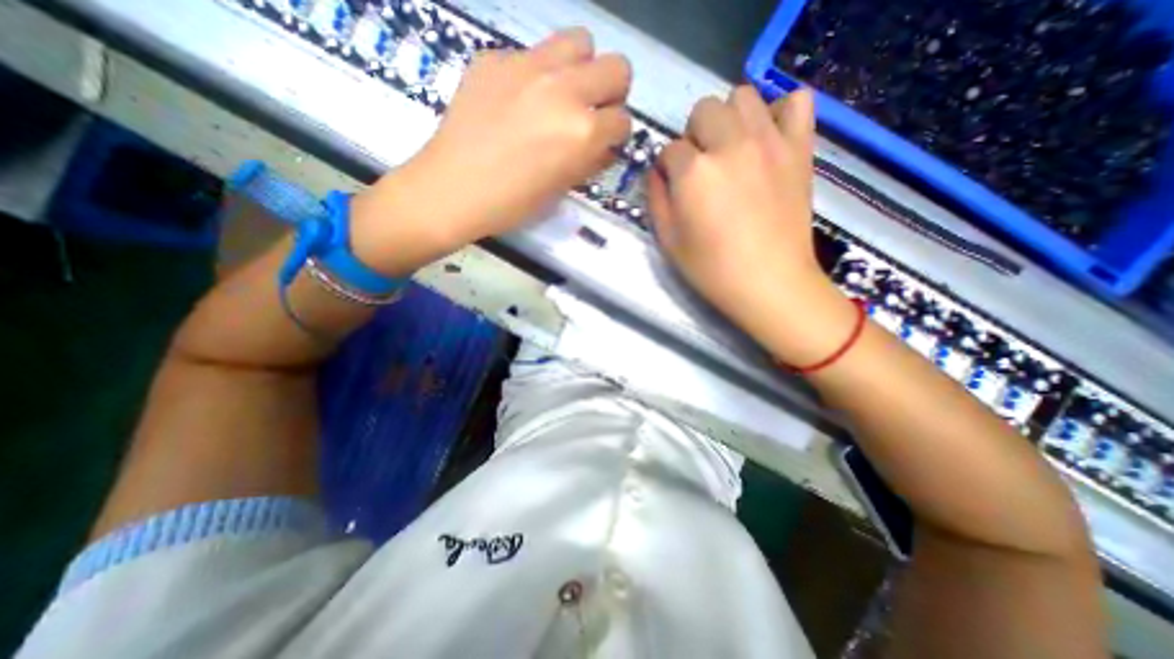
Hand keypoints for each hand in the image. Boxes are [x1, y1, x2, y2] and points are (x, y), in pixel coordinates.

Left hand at [350, 28, 632, 270]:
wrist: (452, 189)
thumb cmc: (512, 203)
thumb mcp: (561, 188)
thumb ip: (590, 160)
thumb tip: (604, 144)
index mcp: (583, 130)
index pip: (623, 120)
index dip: (616, 135)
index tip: (604, 142)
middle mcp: (564, 89)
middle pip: (617, 67)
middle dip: (611, 93)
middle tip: (591, 112)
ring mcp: (527, 65)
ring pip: (580, 41)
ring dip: (580, 68)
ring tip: (560, 94)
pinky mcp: (495, 57)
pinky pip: (531, 54)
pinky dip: (534, 75)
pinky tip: (515, 100)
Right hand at [646, 85, 858, 365]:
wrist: (769, 282)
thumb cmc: (712, 268)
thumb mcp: (668, 240)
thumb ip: (656, 198)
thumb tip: (659, 171)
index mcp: (693, 172)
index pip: (669, 149)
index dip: (668, 168)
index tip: (675, 186)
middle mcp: (729, 144)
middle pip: (703, 109)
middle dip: (695, 135)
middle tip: (702, 166)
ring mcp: (769, 141)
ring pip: (743, 95)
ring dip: (729, 118)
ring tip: (732, 148)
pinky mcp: (799, 147)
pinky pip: (795, 102)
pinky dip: (779, 112)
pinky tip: (769, 138)